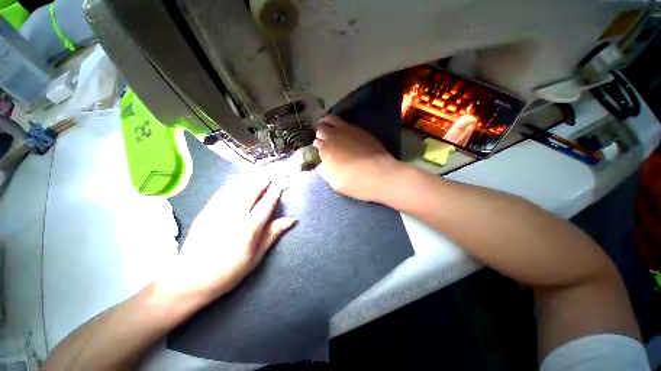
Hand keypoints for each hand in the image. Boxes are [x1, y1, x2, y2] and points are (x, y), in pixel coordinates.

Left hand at [158, 178, 294, 299]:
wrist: (191, 279)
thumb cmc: (229, 271)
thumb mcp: (256, 256)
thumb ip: (272, 234)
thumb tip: (291, 220)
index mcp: (249, 228)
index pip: (266, 204)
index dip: (274, 192)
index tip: (280, 183)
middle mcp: (234, 215)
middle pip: (251, 191)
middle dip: (262, 181)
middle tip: (270, 175)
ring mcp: (217, 211)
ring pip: (236, 189)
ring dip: (248, 180)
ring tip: (257, 175)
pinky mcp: (205, 212)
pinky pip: (221, 193)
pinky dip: (232, 185)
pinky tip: (236, 183)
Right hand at [313, 115, 401, 201]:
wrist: (381, 175)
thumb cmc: (356, 183)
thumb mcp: (334, 182)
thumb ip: (324, 171)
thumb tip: (321, 163)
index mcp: (326, 151)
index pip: (315, 143)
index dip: (317, 148)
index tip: (320, 153)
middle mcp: (334, 137)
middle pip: (320, 129)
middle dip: (320, 135)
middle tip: (325, 142)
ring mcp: (347, 131)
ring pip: (331, 120)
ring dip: (327, 124)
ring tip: (330, 130)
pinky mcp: (360, 130)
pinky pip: (344, 122)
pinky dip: (339, 125)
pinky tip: (343, 132)